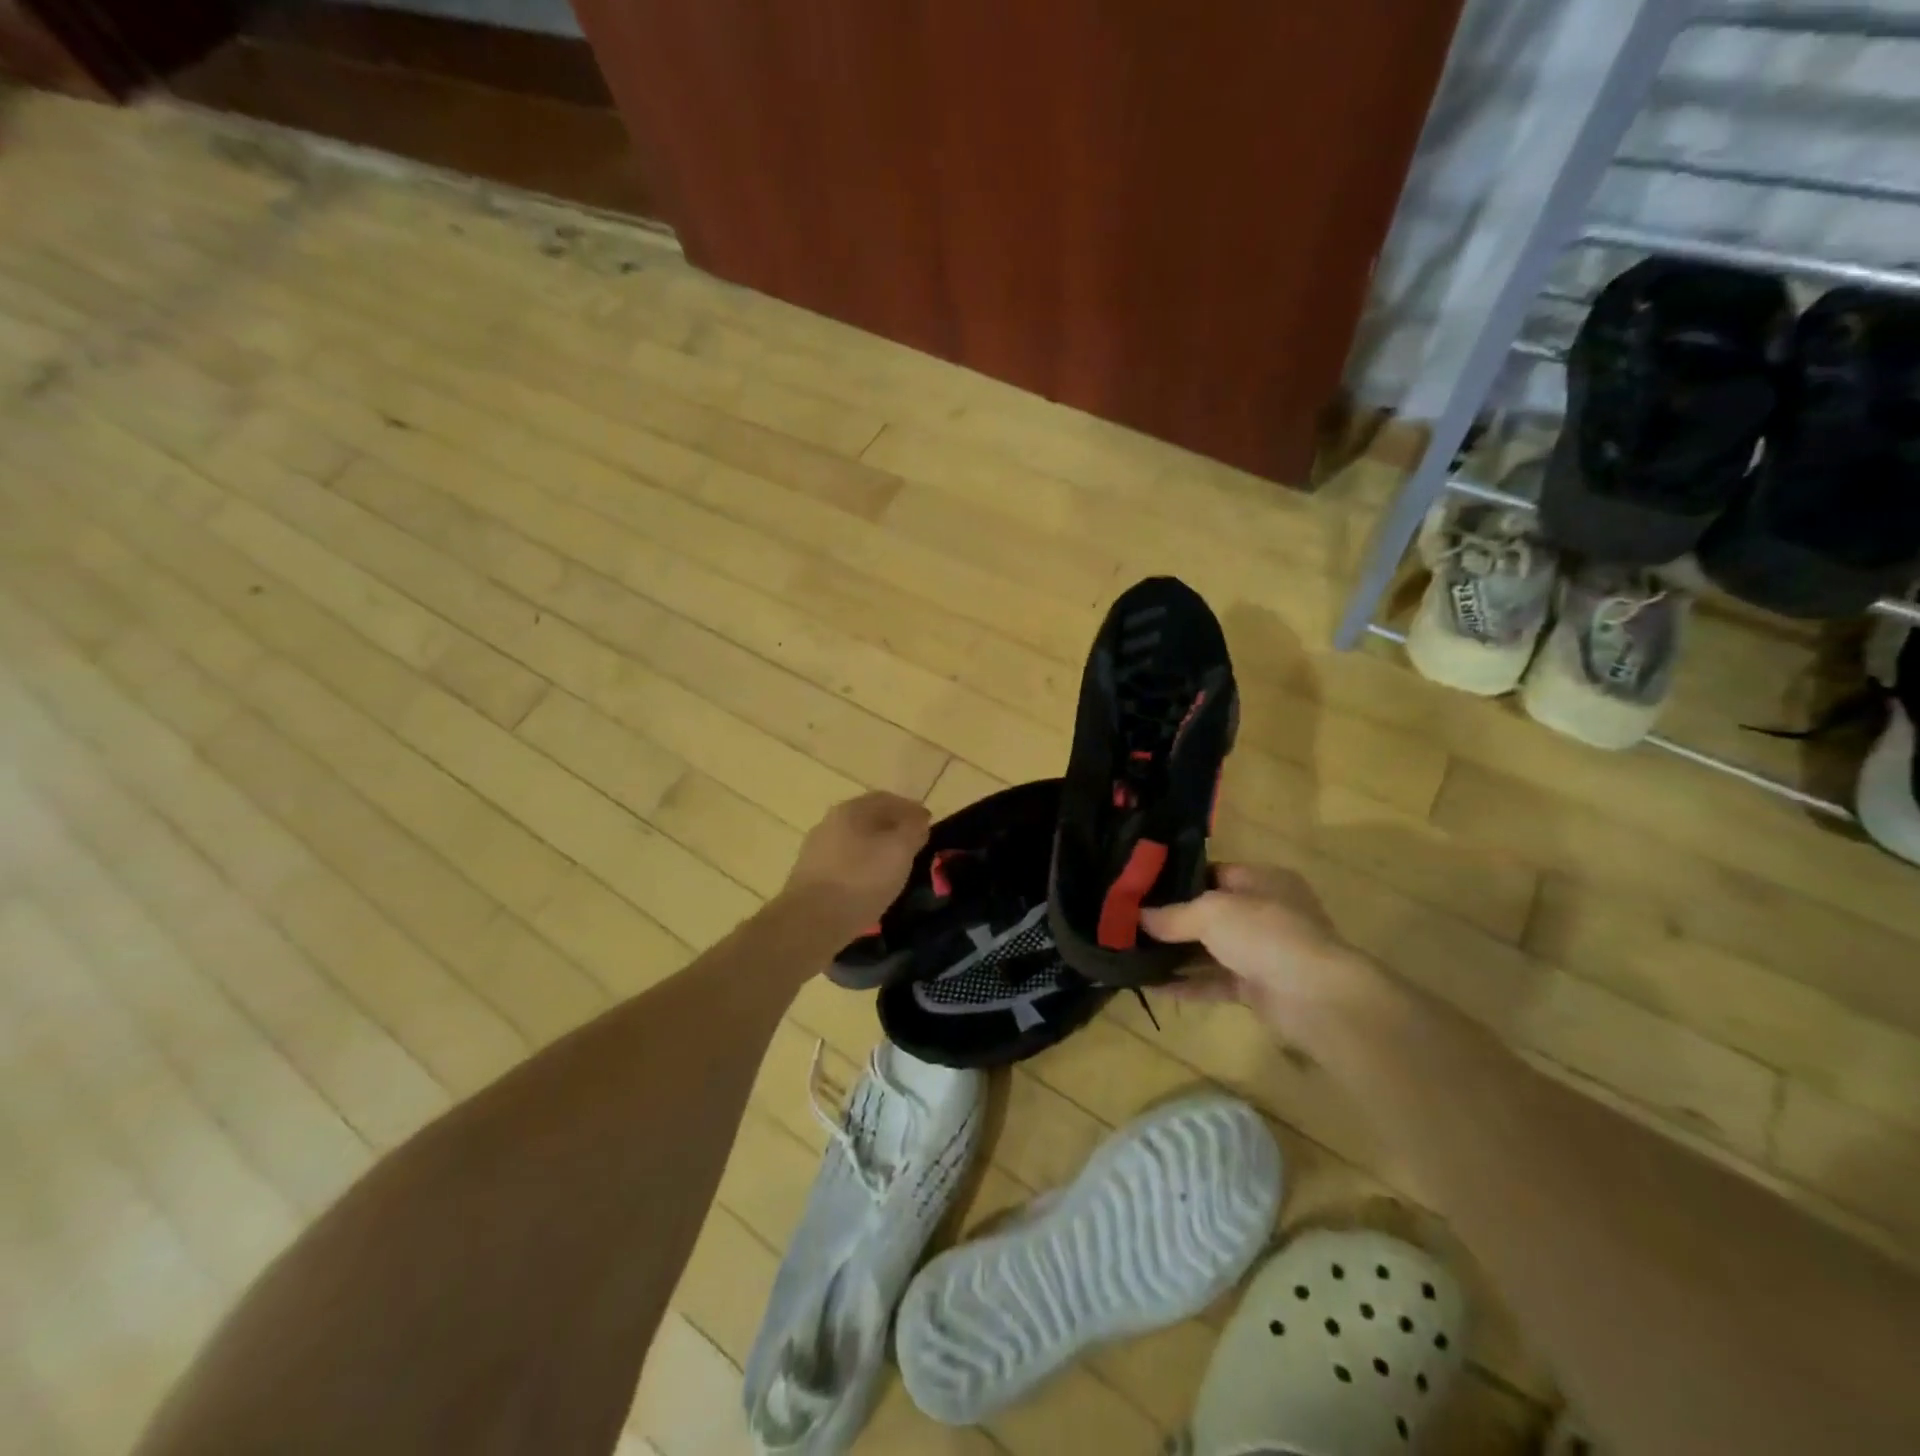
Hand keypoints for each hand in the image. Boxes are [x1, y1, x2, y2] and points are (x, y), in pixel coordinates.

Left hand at [782, 792, 931, 937]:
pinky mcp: (810, 877)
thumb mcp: (899, 850)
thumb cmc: (861, 879)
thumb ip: (913, 830)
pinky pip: (844, 863)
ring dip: (877, 848)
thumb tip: (918, 820)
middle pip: (868, 818)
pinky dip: (862, 866)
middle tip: (914, 843)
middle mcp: (829, 823)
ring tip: (895, 865)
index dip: (911, 809)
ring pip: (855, 842)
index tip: (929, 823)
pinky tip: (871, 883)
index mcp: (850, 809)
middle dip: (893, 827)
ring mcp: (816, 850)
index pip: (887, 799)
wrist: (811, 922)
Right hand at [1141, 863, 1378, 1035]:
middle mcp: (1265, 912)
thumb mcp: (1211, 912)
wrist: (1317, 998)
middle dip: (1172, 920)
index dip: (1177, 880)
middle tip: (1129, 923)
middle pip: (1210, 913)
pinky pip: (1215, 981)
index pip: (1213, 872)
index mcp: (1262, 880)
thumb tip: (1137, 917)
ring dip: (1176, 954)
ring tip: (1133, 953)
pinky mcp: (1259, 988)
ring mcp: (1263, 952)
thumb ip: (1172, 915)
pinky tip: (1153, 985)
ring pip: (1211, 949)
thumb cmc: (1266, 934)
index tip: (1140, 888)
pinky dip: (1188, 984)